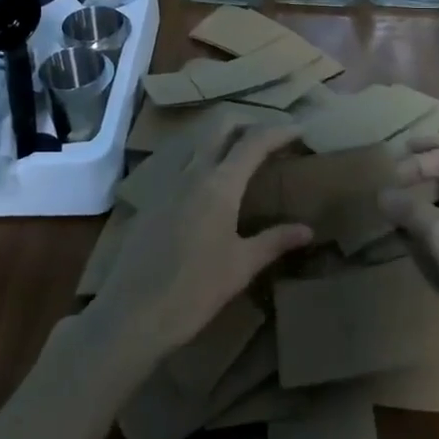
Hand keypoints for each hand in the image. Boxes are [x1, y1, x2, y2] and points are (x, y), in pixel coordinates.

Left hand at [89, 121, 311, 362]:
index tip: (300, 130)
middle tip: (270, 137)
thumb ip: (274, 241)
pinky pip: (182, 165)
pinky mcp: (152, 200)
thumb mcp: (241, 266)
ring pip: (198, 143)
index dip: (279, 131)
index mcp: (219, 184)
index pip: (254, 142)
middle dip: (248, 122)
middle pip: (221, 127)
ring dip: (223, 139)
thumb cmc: (194, 291)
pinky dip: (203, 160)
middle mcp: (192, 173)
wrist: (131, 315)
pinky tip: (210, 187)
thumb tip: (306, 230)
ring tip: (243, 157)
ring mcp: (167, 184)